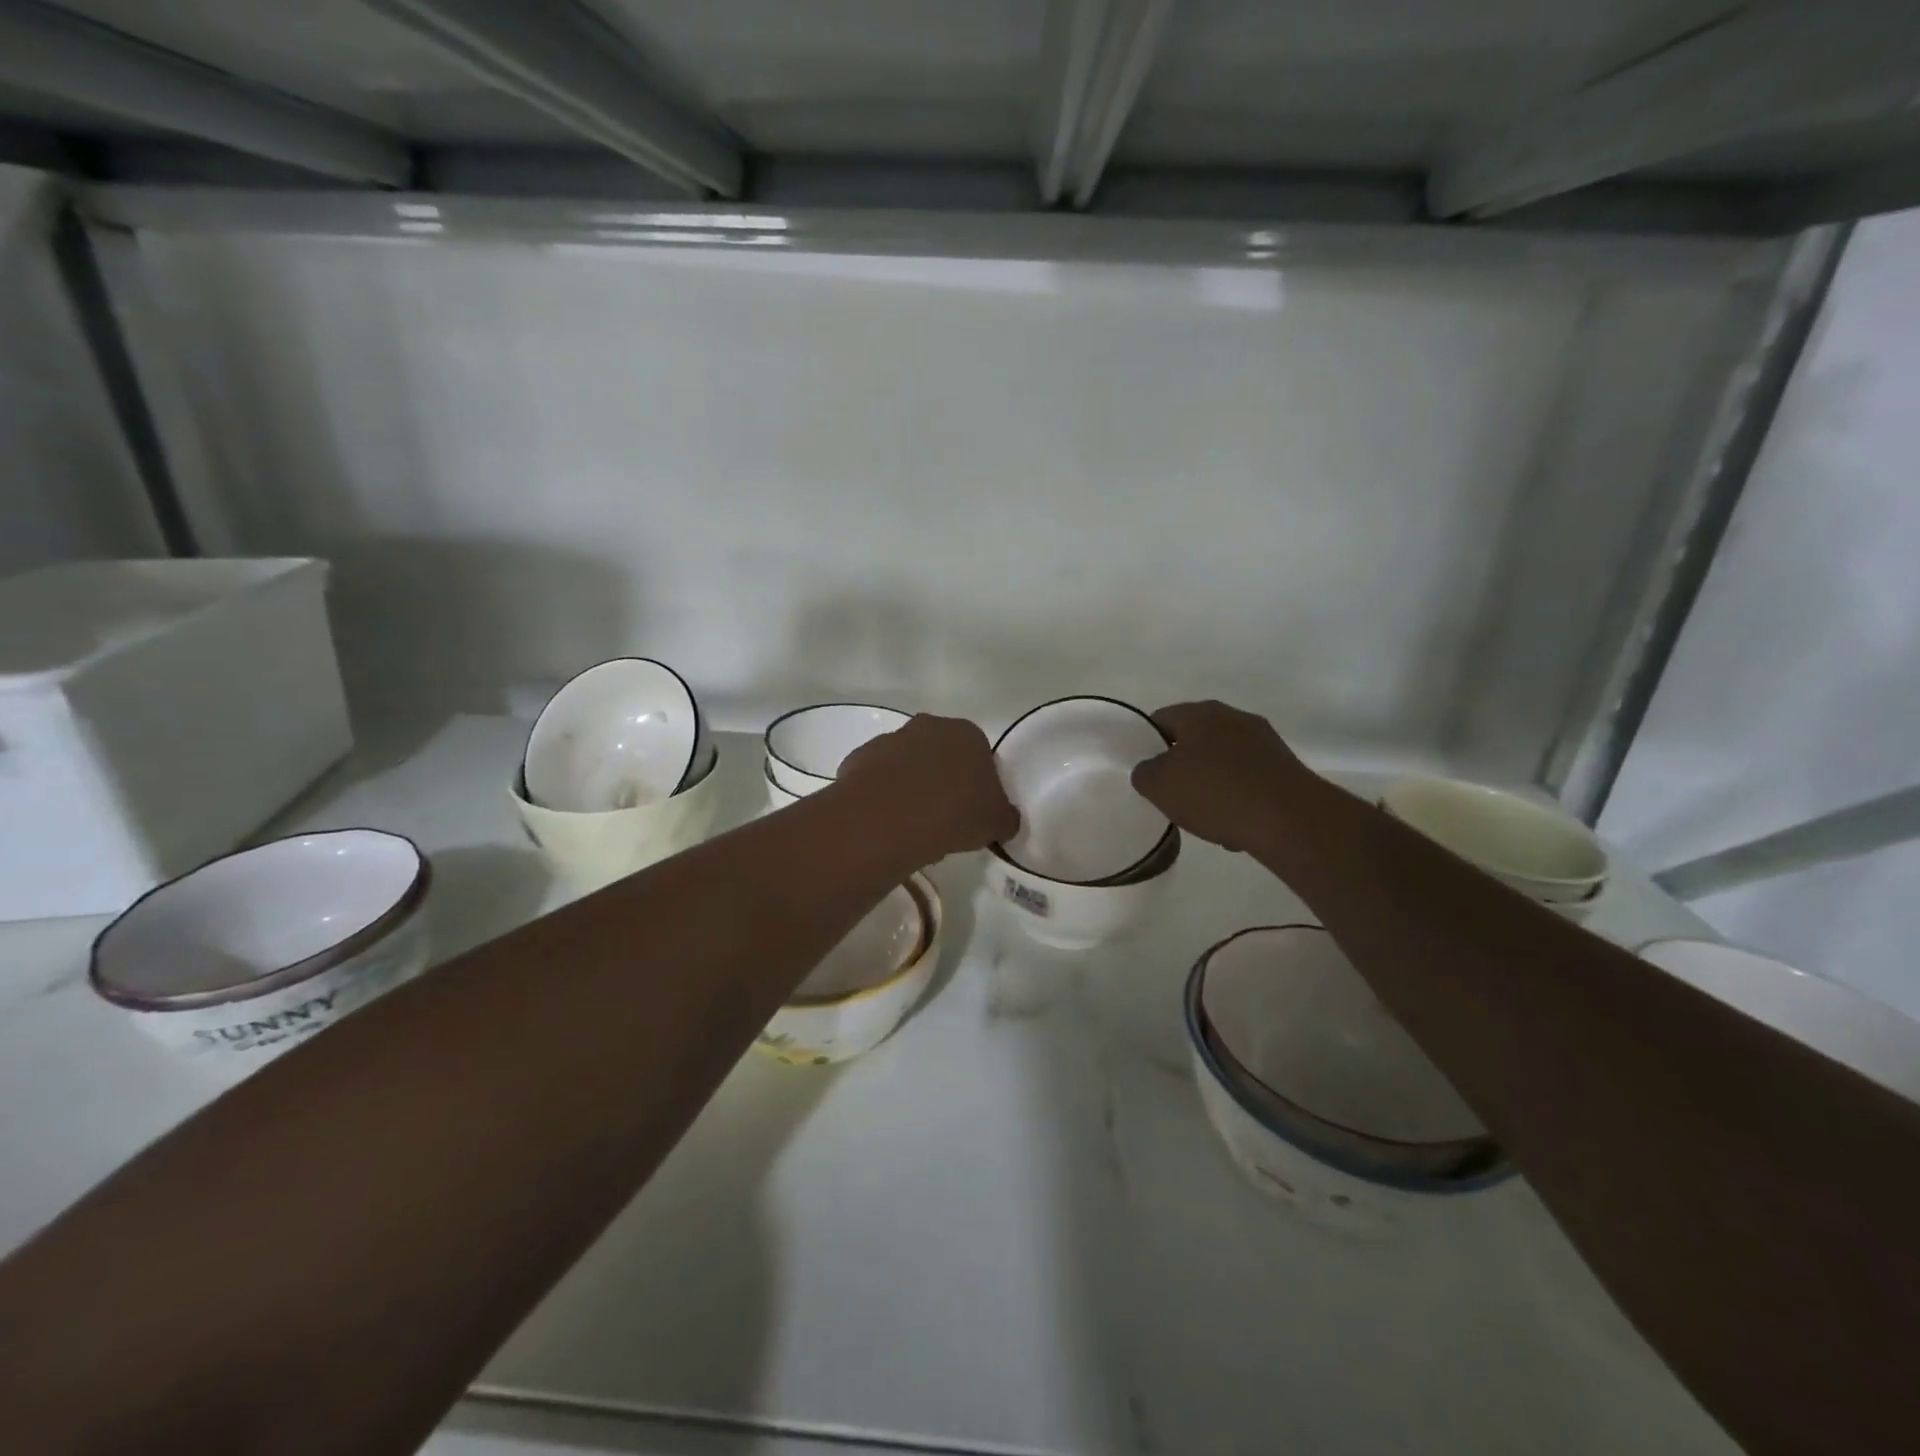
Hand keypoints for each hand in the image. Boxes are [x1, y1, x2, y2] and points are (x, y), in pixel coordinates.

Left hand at [837, 714, 1019, 863]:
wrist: (887, 818)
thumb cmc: (954, 813)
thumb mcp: (997, 823)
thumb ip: (1005, 817)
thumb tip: (1004, 819)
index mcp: (967, 733)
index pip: (980, 756)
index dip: (979, 785)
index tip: (974, 812)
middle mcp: (928, 727)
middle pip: (941, 756)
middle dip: (943, 783)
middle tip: (945, 821)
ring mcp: (889, 740)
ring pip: (907, 768)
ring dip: (911, 790)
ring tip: (914, 829)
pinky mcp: (859, 759)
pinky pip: (878, 781)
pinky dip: (883, 799)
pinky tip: (886, 825)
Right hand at [1131, 701, 1320, 852]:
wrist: (1288, 818)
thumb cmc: (1214, 792)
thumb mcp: (1159, 786)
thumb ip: (1144, 773)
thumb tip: (1151, 769)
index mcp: (1199, 713)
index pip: (1161, 719)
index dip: (1147, 743)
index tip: (1145, 771)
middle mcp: (1233, 717)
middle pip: (1195, 739)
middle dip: (1182, 764)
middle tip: (1171, 793)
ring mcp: (1264, 740)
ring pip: (1223, 760)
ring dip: (1212, 781)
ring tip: (1205, 814)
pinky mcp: (1285, 766)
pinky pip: (1249, 778)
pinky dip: (1239, 795)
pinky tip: (1236, 822)